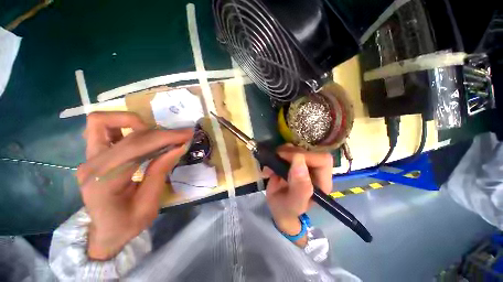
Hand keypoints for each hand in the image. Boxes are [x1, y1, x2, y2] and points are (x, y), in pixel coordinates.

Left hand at [76, 112, 193, 259]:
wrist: (103, 233)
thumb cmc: (126, 225)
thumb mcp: (149, 205)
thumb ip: (160, 172)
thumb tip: (177, 147)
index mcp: (104, 182)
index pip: (137, 147)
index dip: (165, 137)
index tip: (187, 134)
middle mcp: (91, 165)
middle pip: (128, 135)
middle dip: (159, 132)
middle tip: (180, 135)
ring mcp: (88, 158)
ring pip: (102, 121)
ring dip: (133, 122)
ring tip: (155, 135)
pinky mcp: (92, 155)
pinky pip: (101, 128)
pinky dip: (122, 125)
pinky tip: (140, 136)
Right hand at [263, 144, 332, 246]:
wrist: (278, 207)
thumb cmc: (288, 209)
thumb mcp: (294, 204)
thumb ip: (300, 187)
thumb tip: (299, 160)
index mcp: (322, 181)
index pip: (322, 159)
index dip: (305, 156)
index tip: (286, 159)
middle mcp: (314, 170)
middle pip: (308, 150)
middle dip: (290, 153)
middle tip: (276, 159)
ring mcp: (303, 163)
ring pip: (296, 147)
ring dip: (281, 152)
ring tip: (272, 164)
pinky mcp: (292, 160)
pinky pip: (286, 149)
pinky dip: (276, 153)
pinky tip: (271, 163)